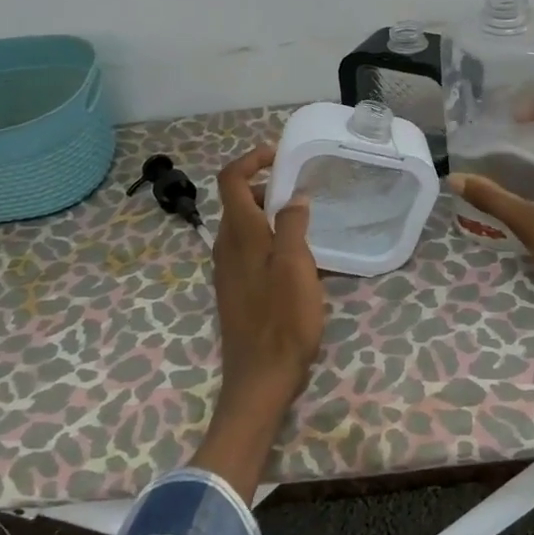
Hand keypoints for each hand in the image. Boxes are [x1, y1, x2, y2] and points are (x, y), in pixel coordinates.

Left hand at [212, 144, 325, 400]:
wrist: (260, 378)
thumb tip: (293, 197)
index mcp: (239, 234)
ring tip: (307, 228)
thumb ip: (293, 225)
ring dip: (272, 216)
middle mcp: (226, 246)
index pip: (230, 179)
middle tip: (303, 194)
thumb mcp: (296, 266)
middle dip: (268, 188)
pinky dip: (270, 241)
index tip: (280, 156)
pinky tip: (298, 262)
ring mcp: (228, 270)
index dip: (251, 159)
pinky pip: (250, 250)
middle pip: (239, 201)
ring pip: (246, 227)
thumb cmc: (283, 320)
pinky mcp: (236, 289)